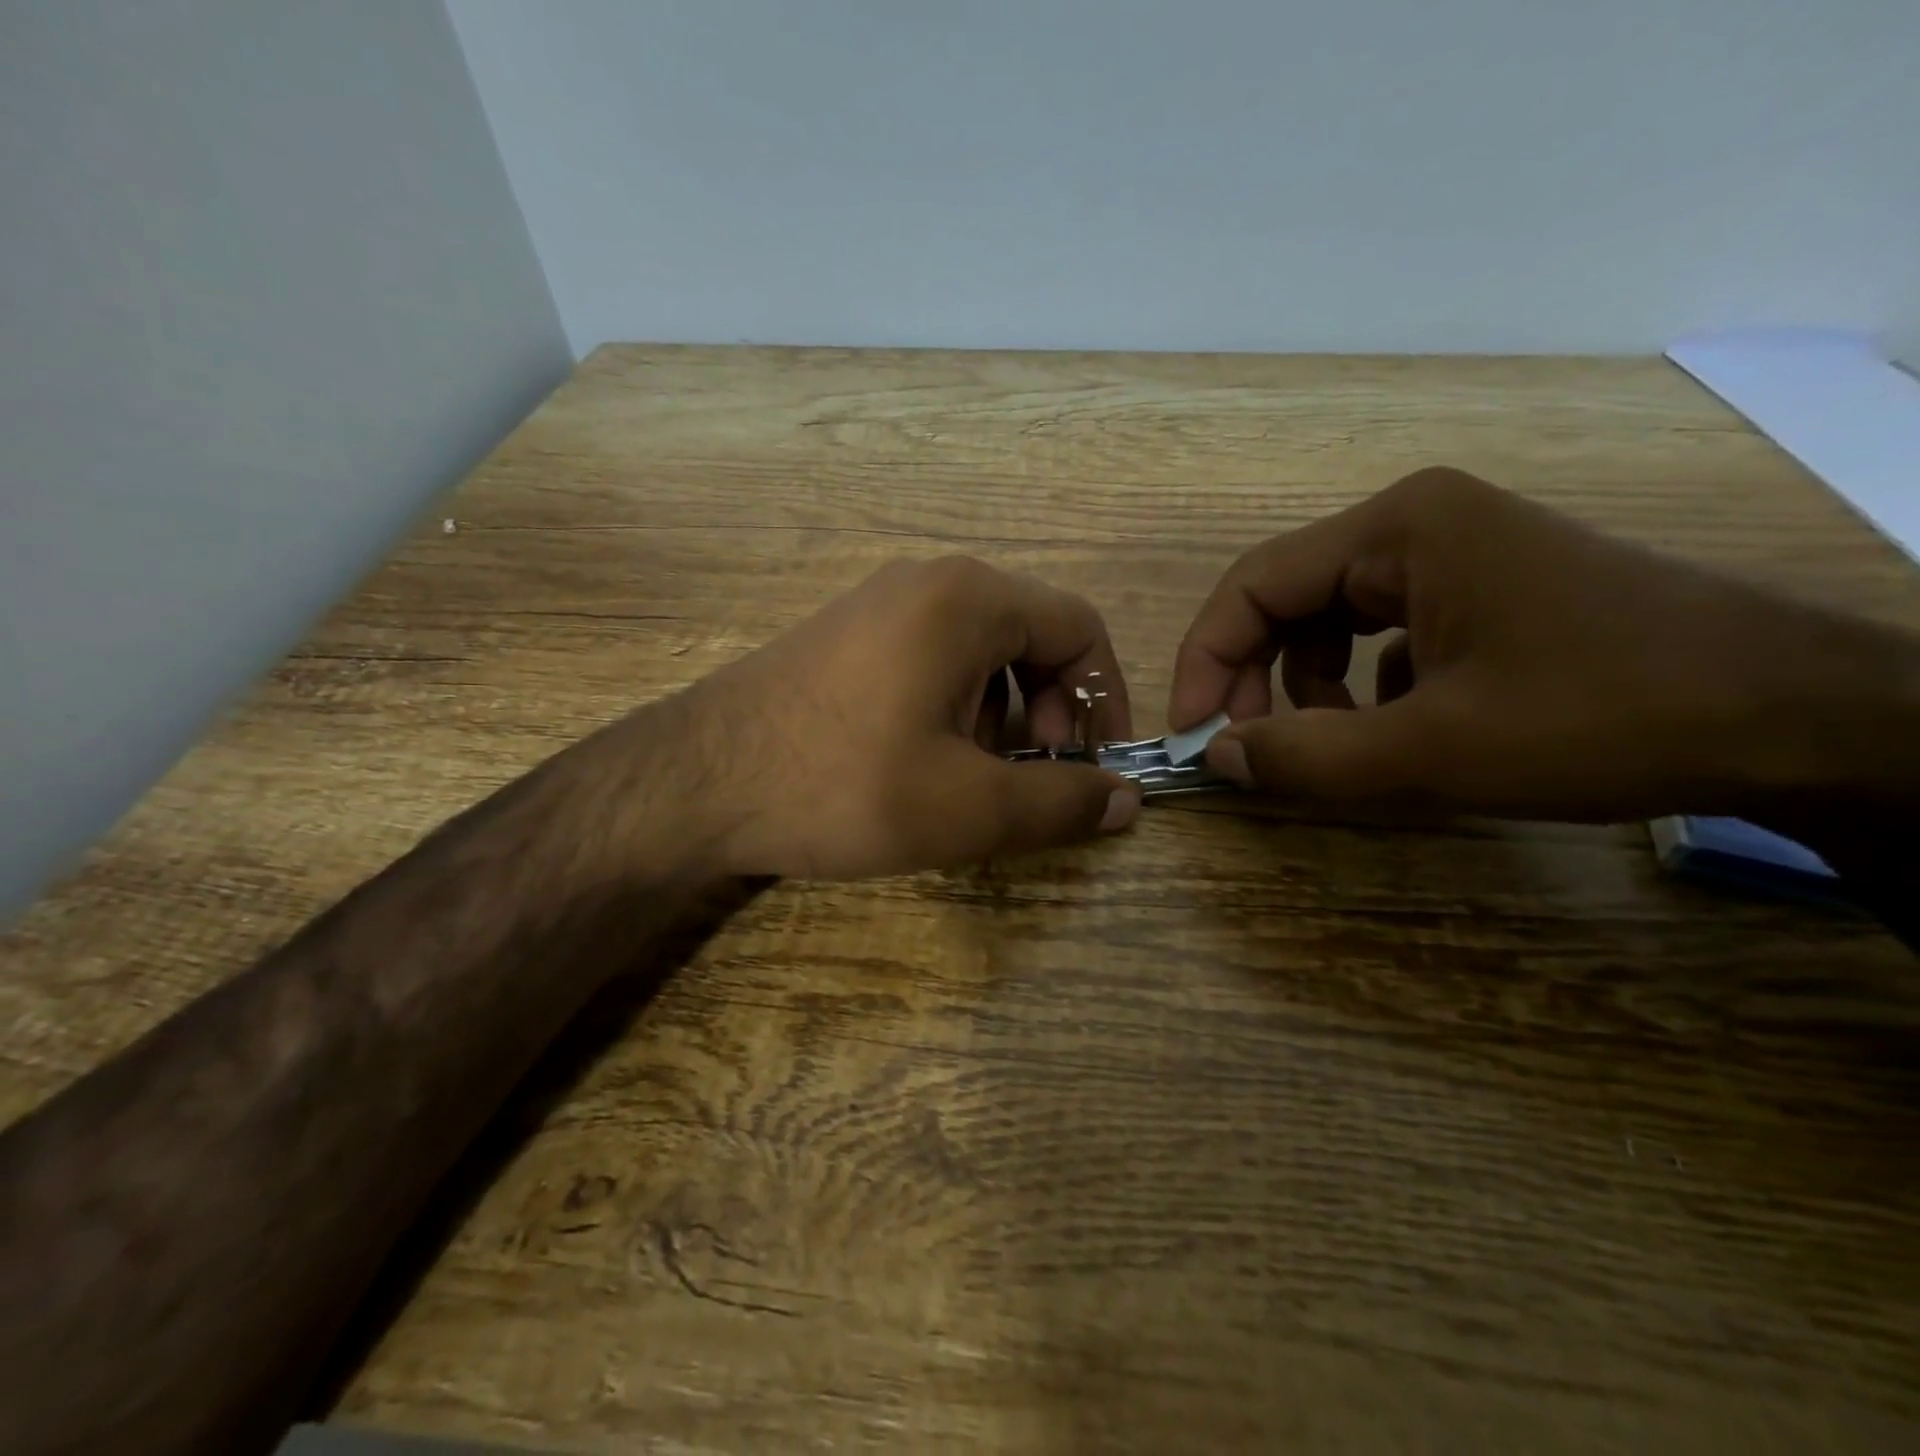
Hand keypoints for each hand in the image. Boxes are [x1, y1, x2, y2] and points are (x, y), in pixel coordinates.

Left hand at [603, 556, 1140, 878]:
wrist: (695, 783)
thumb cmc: (842, 786)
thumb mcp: (968, 807)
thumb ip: (1060, 802)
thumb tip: (1126, 801)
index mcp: (969, 600)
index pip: (1079, 629)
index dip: (1104, 699)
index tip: (1093, 765)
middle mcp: (928, 582)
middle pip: (1031, 638)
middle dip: (1050, 712)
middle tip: (1030, 778)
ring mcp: (879, 604)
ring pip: (980, 652)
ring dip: (1002, 715)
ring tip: (973, 778)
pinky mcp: (846, 636)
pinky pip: (931, 659)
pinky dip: (955, 707)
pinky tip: (923, 761)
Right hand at [1169, 467, 1919, 824]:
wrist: (1802, 719)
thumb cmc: (1606, 718)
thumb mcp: (1436, 752)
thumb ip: (1308, 758)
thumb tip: (1218, 758)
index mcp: (1396, 529)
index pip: (1253, 586)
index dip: (1206, 663)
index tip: (1195, 736)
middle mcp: (1415, 523)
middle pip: (1287, 601)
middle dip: (1257, 680)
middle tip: (1255, 752)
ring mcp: (1453, 553)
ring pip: (1329, 621)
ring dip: (1310, 689)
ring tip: (1341, 746)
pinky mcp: (1482, 590)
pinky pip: (1382, 634)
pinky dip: (1365, 686)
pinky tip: (1402, 727)